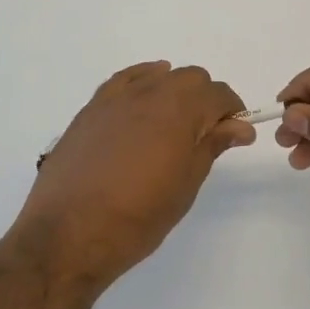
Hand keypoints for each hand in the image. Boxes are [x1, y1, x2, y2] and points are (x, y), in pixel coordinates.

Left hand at [16, 62, 254, 286]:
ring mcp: (117, 97)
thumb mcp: (186, 183)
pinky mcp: (92, 107)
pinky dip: (142, 81)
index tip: (234, 134)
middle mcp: (150, 92)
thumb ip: (212, 146)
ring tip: (173, 125)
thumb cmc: (138, 215)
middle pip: (191, 78)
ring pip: (159, 75)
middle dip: (206, 99)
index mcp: (180, 109)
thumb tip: (239, 126)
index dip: (232, 111)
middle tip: (206, 134)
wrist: (69, 233)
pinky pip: (125, 80)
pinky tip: (144, 98)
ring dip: (175, 91)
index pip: (218, 94)